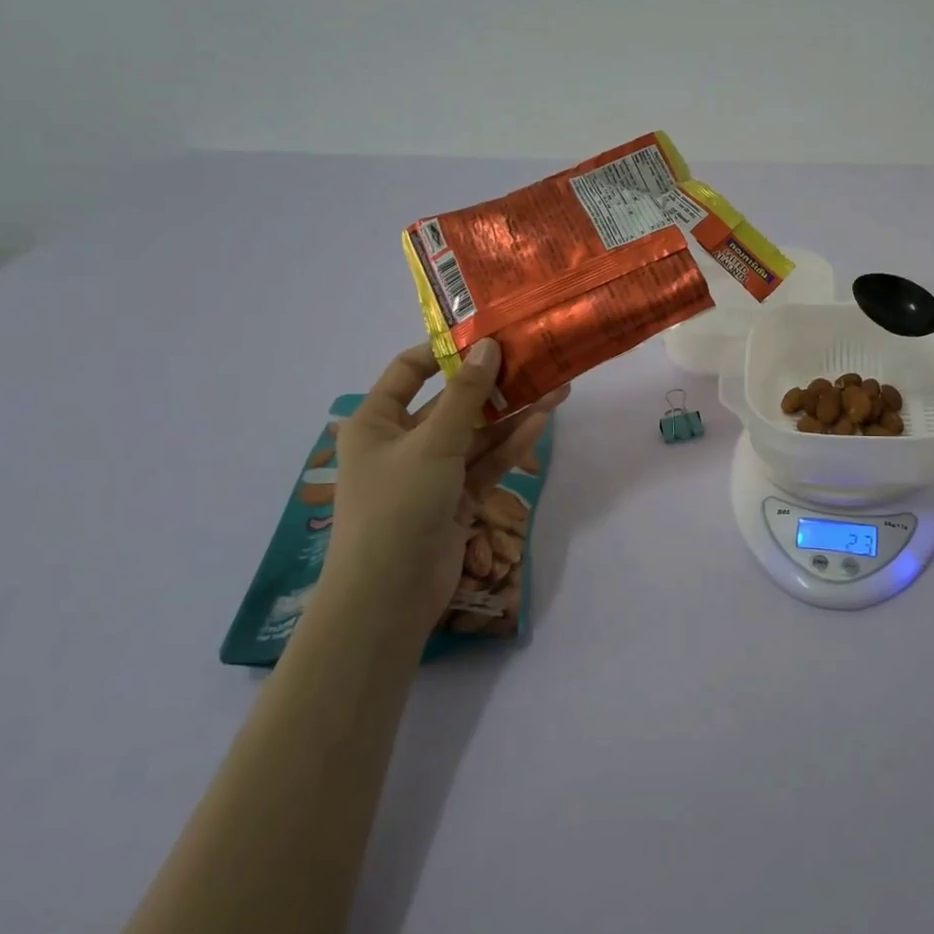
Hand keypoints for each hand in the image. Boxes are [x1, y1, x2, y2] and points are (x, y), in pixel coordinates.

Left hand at [329, 339, 567, 626]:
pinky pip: (485, 462)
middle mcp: (402, 441)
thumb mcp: (433, 443)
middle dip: (495, 385)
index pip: (409, 371)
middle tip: (537, 361)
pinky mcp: (455, 497)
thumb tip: (489, 346)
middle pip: (453, 402)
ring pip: (477, 433)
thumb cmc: (397, 506)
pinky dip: (511, 445)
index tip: (489, 336)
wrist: (389, 596)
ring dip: (512, 414)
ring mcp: (431, 471)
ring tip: (557, 389)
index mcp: (376, 421)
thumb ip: (465, 394)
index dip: (446, 351)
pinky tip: (542, 421)